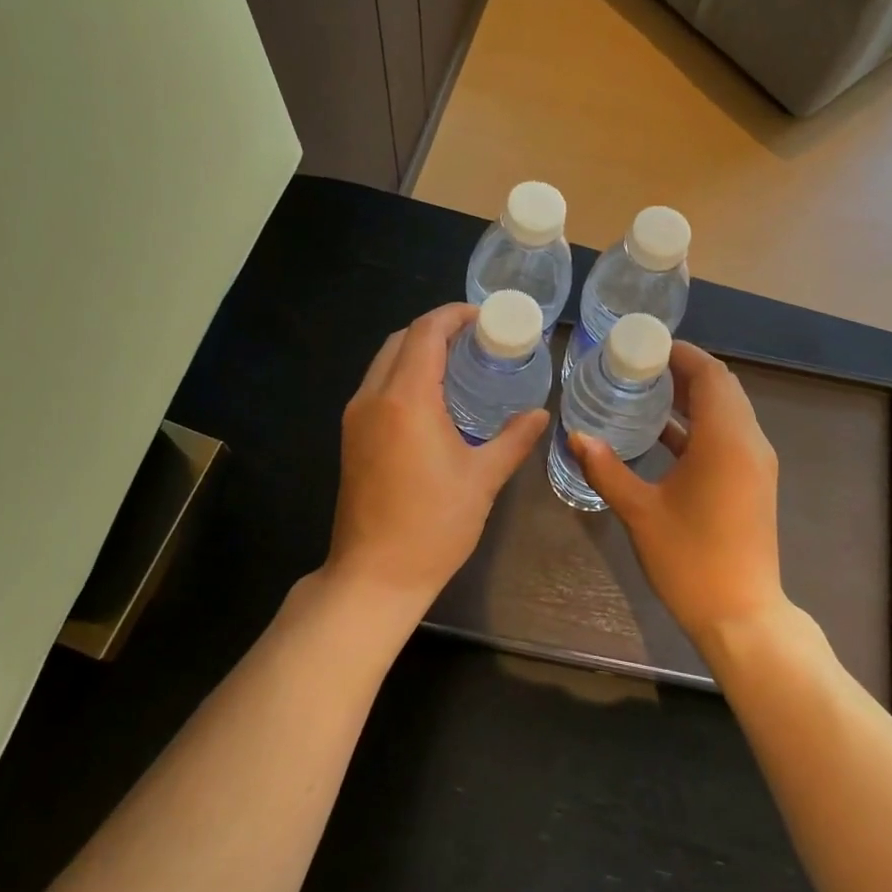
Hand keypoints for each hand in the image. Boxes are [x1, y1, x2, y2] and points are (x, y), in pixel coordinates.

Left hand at [322, 304, 548, 634]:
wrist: (375, 576)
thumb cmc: (434, 525)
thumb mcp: (483, 479)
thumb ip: (513, 439)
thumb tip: (540, 414)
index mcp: (406, 399)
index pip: (426, 333)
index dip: (454, 315)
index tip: (485, 317)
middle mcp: (373, 397)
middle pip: (400, 340)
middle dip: (436, 329)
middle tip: (477, 338)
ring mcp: (355, 417)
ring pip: (384, 361)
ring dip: (417, 351)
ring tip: (459, 362)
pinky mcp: (351, 437)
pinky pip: (377, 386)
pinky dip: (404, 374)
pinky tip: (433, 397)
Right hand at [570, 342, 786, 643]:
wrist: (741, 615)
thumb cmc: (690, 560)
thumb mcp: (641, 511)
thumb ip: (607, 469)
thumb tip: (576, 436)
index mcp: (726, 440)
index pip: (710, 374)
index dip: (681, 354)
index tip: (645, 346)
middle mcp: (749, 442)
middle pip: (722, 387)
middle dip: (684, 371)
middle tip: (640, 366)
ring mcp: (756, 463)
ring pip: (728, 411)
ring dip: (693, 397)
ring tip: (647, 391)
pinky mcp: (753, 481)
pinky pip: (729, 435)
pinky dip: (700, 425)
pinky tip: (663, 434)